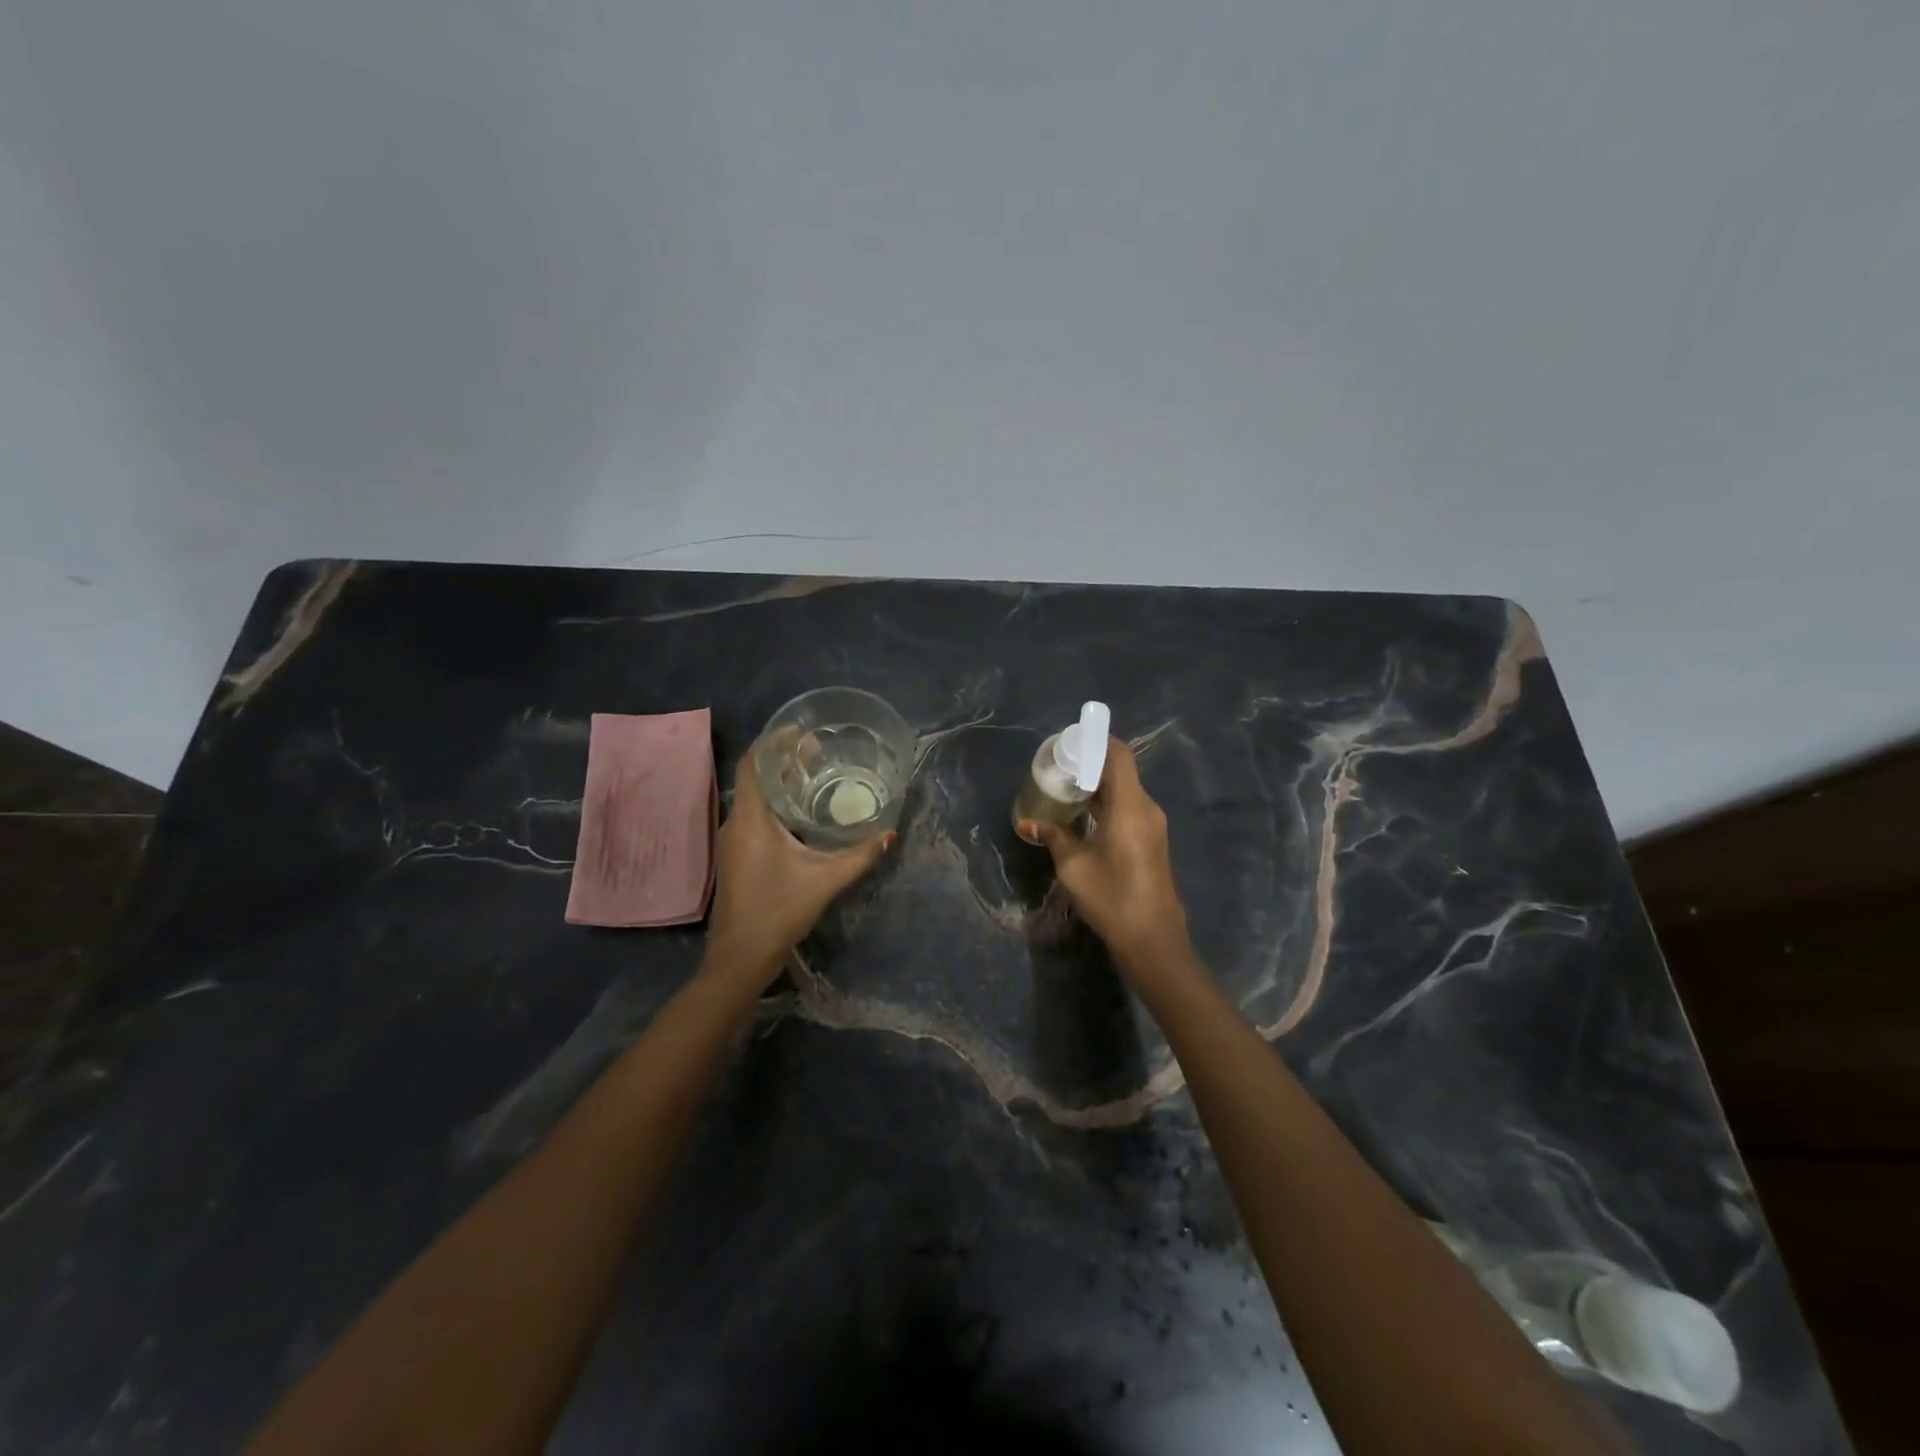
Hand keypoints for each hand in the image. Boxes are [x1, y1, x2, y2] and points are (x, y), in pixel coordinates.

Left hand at [706, 741, 894, 982]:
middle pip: (754, 777)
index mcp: (752, 820)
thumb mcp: (825, 881)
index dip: (773, 742)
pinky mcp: (736, 855)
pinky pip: (753, 814)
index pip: (753, 764)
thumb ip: (860, 856)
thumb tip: (891, 834)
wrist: (740, 956)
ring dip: (777, 781)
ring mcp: (733, 840)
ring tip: (811, 773)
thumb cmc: (778, 911)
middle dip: (781, 759)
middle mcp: (736, 823)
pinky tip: (799, 811)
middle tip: (816, 751)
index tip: (800, 731)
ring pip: (753, 797)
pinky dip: (774, 802)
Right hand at [1023, 738, 1190, 972]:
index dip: (1096, 742)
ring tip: (1065, 789)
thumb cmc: (1112, 897)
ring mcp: (1152, 824)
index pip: (1119, 754)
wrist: (1153, 939)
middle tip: (1058, 767)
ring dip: (1098, 786)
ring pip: (1124, 790)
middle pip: (1121, 770)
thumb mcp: (1073, 866)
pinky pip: (1129, 808)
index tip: (1069, 742)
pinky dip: (1107, 803)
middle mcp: (1146, 808)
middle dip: (1090, 764)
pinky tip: (1083, 815)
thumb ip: (1054, 836)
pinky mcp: (1152, 840)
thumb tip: (1029, 822)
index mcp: (1130, 806)